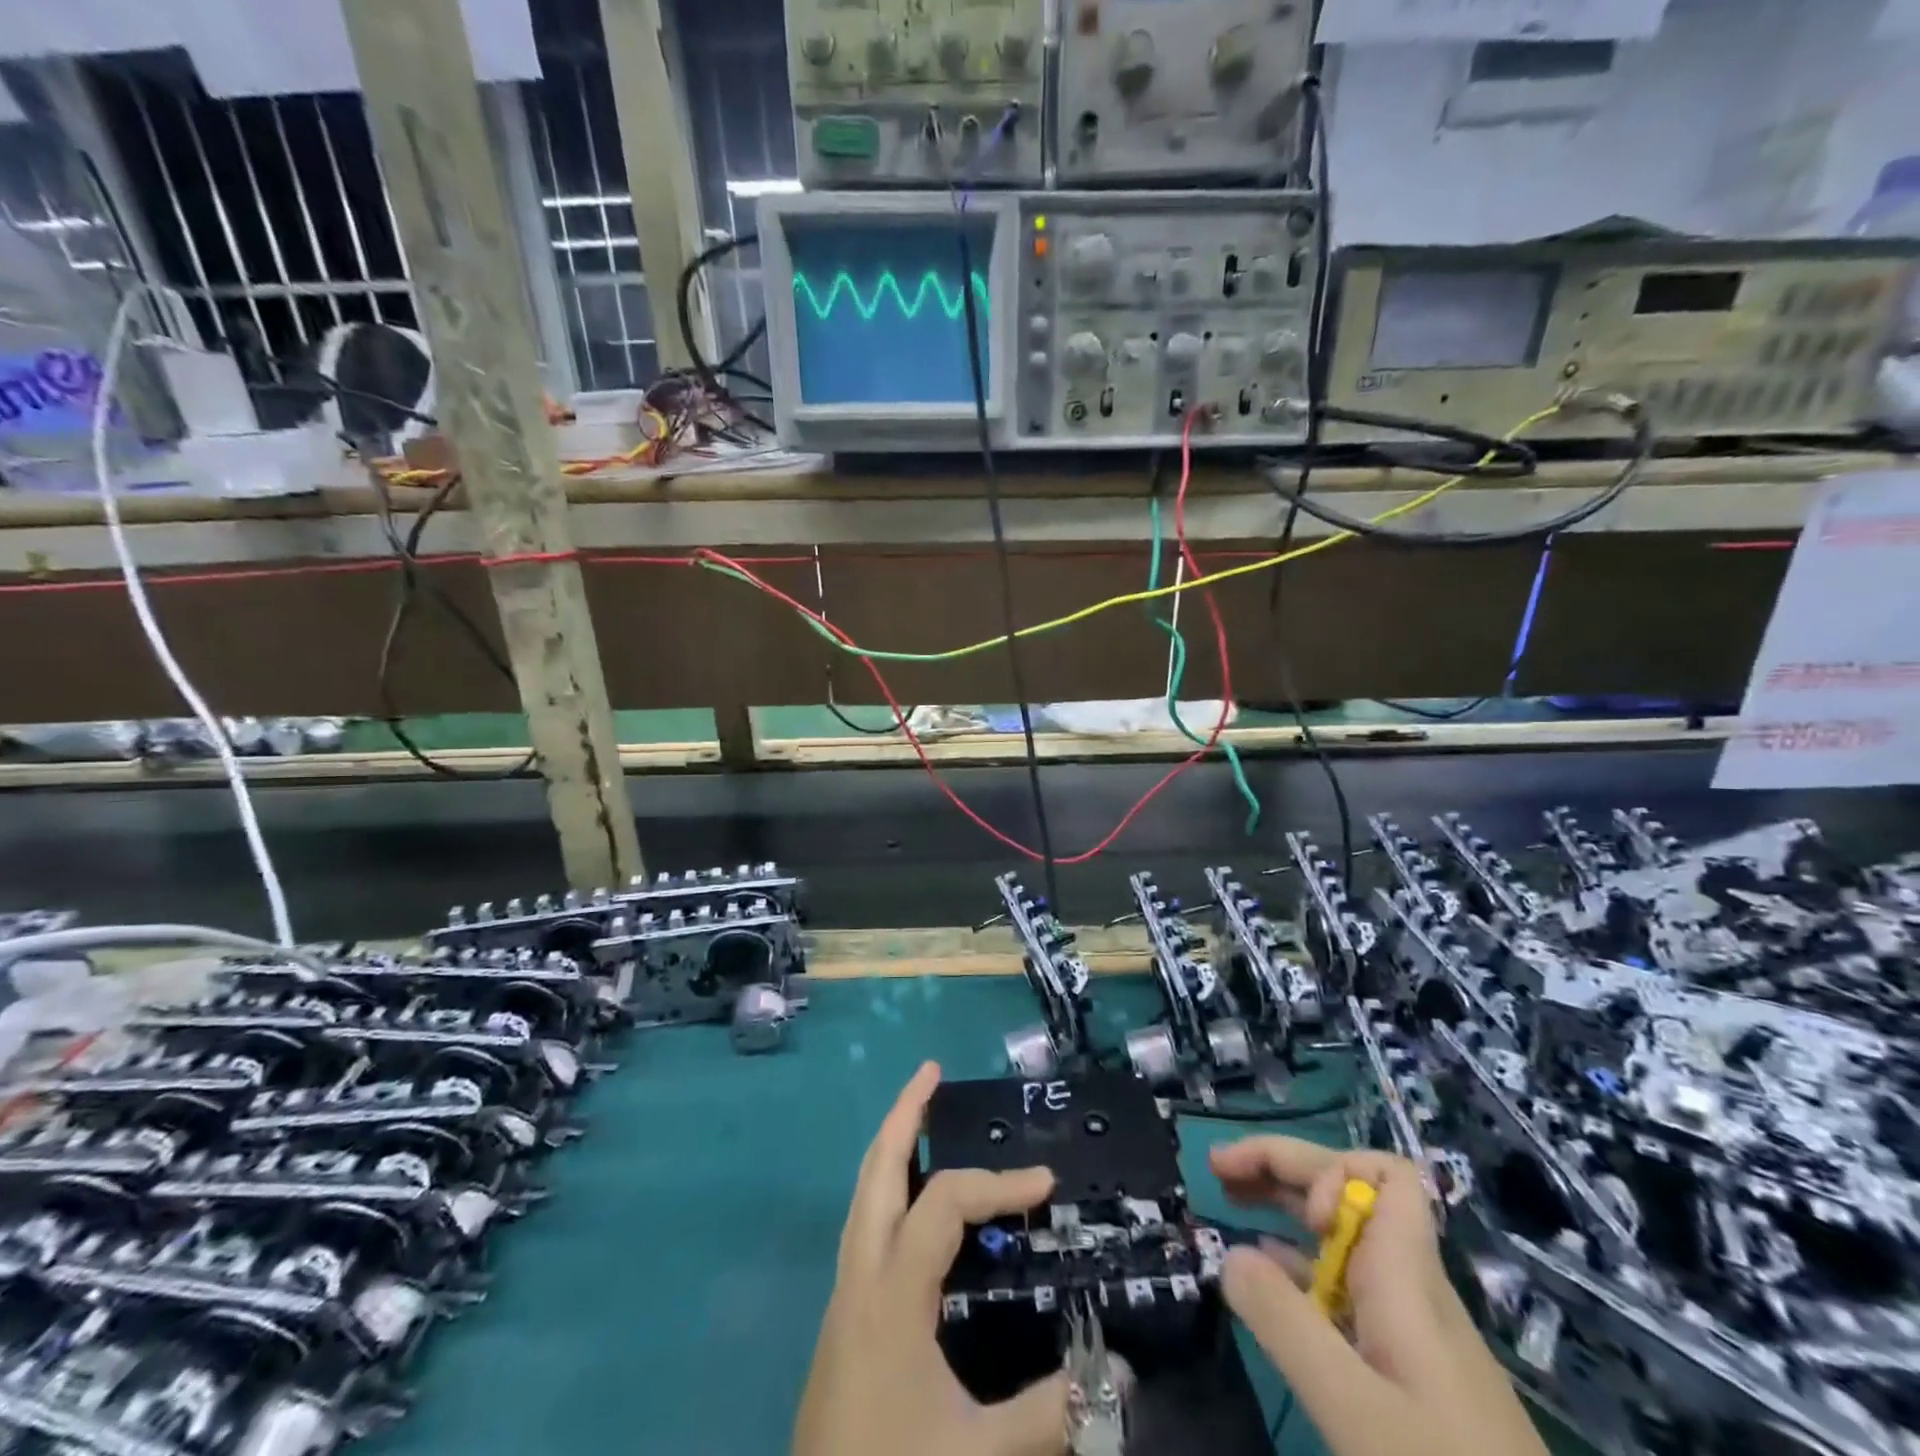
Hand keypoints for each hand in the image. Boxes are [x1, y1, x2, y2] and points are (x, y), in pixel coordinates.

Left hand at [793, 1062, 1068, 1455]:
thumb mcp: (979, 1455)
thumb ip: (1052, 1412)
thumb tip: (1119, 1369)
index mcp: (892, 1291)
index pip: (945, 1202)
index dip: (998, 1184)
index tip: (1047, 1184)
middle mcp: (861, 1275)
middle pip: (876, 1169)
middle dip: (903, 1114)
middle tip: (931, 1072)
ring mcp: (844, 1295)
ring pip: (862, 1194)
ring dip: (890, 1146)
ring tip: (919, 1115)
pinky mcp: (842, 1319)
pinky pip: (864, 1226)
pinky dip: (887, 1190)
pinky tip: (912, 1206)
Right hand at [1210, 1138, 1546, 1455]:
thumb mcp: (1353, 1408)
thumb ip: (1284, 1323)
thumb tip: (1229, 1253)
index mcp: (1405, 1276)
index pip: (1388, 1174)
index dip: (1332, 1169)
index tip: (1300, 1215)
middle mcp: (1408, 1283)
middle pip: (1349, 1189)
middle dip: (1283, 1166)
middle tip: (1218, 1167)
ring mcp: (1408, 1325)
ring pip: (1343, 1232)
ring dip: (1283, 1204)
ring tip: (1228, 1199)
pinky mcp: (1404, 1364)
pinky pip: (1343, 1281)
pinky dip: (1297, 1260)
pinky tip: (1266, 1275)